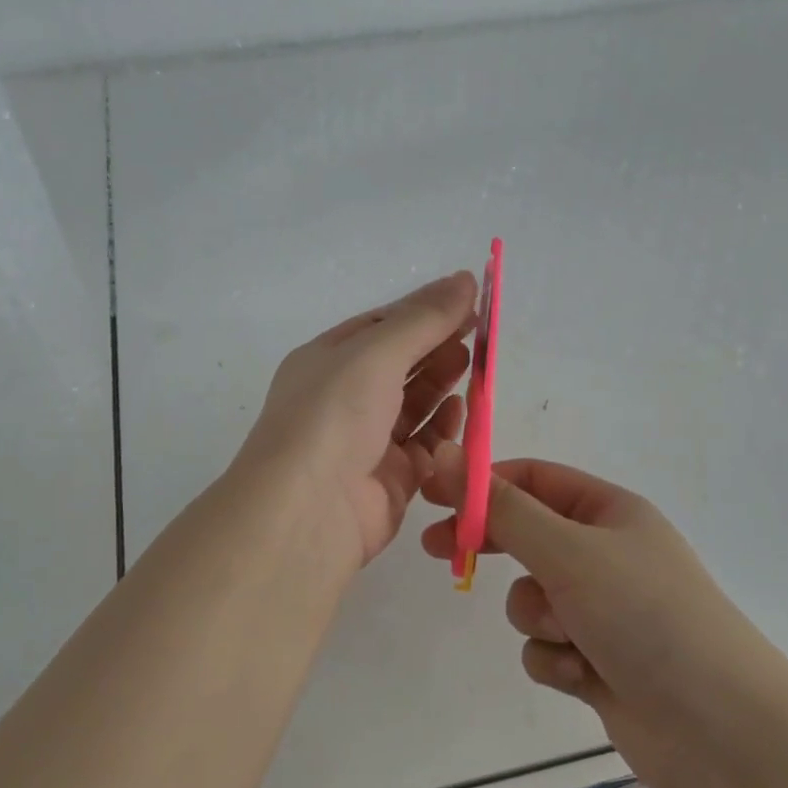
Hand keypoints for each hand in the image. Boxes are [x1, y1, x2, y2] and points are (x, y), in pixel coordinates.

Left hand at [237, 272, 477, 571]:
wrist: (308, 510)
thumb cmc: (334, 415)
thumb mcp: (376, 352)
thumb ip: (423, 318)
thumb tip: (466, 278)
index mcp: (327, 361)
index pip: (380, 326)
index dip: (423, 311)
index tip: (469, 300)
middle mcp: (343, 398)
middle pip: (400, 364)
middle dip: (437, 345)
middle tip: (479, 332)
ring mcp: (366, 441)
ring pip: (414, 404)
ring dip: (443, 383)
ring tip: (475, 364)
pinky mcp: (390, 480)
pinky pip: (424, 446)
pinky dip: (444, 428)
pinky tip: (463, 411)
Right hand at [421, 450, 787, 787]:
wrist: (722, 732)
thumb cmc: (645, 616)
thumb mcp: (568, 551)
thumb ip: (502, 508)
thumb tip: (447, 454)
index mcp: (609, 512)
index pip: (532, 479)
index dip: (482, 483)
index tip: (434, 495)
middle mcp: (605, 554)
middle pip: (526, 535)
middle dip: (490, 546)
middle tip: (438, 550)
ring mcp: (603, 610)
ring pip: (532, 598)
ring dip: (537, 617)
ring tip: (569, 636)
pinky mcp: (598, 661)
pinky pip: (546, 646)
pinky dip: (555, 659)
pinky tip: (585, 677)